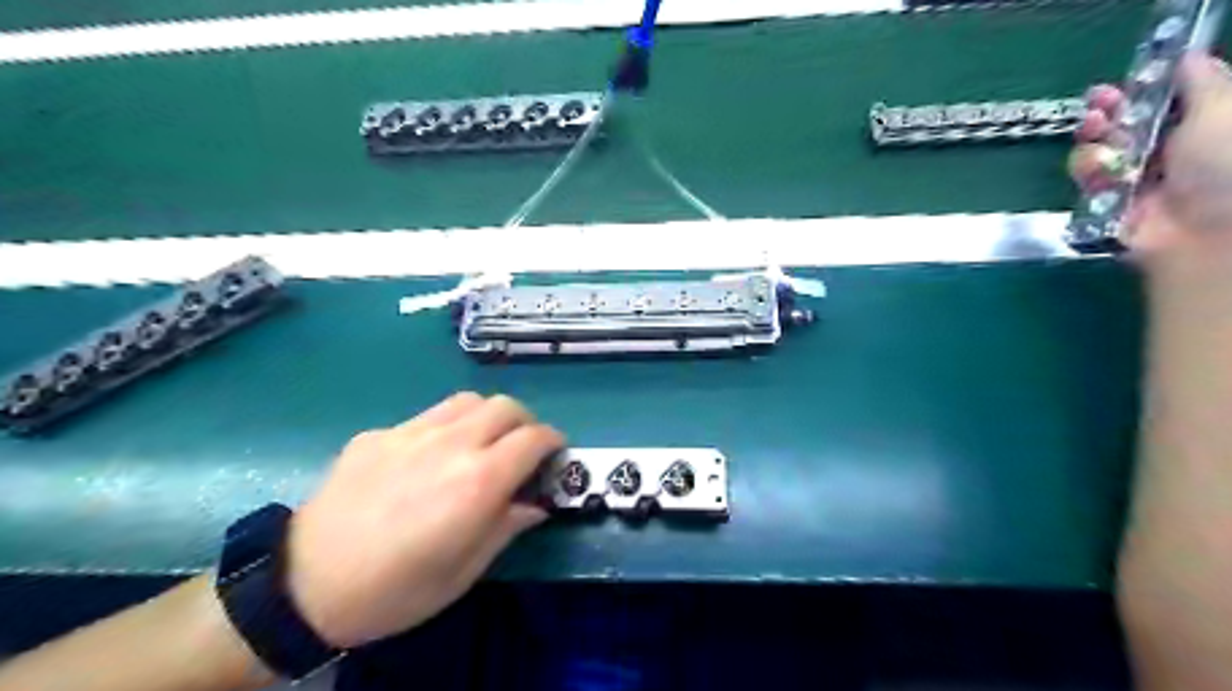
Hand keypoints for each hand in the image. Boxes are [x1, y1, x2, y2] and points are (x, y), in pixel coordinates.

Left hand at [285, 395, 561, 647]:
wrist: (304, 586)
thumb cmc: (396, 590)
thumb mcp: (464, 572)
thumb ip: (507, 527)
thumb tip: (536, 504)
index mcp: (478, 480)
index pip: (534, 437)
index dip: (553, 442)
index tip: (555, 456)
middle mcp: (451, 444)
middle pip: (505, 406)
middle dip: (525, 422)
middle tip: (521, 449)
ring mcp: (410, 432)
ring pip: (468, 400)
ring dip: (487, 417)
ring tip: (480, 444)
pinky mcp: (378, 434)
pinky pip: (426, 417)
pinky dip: (444, 428)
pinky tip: (426, 459)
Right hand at [1069, 50, 1231, 253]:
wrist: (1204, 233)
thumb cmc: (1226, 164)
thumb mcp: (1223, 109)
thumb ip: (1201, 80)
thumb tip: (1188, 56)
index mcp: (1205, 125)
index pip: (1167, 100)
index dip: (1145, 87)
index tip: (1127, 80)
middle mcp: (1171, 150)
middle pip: (1127, 123)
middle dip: (1109, 112)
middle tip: (1097, 105)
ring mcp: (1137, 178)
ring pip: (1101, 149)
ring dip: (1094, 140)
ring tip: (1093, 135)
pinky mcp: (1109, 202)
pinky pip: (1088, 180)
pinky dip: (1087, 171)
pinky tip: (1096, 170)